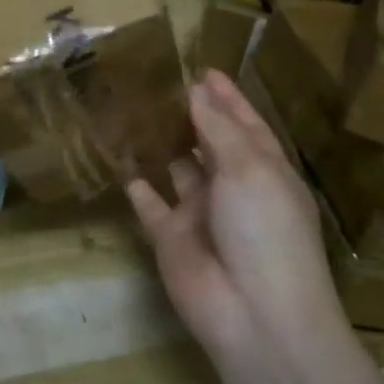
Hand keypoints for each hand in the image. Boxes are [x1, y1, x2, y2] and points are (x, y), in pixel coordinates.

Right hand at [126, 70, 335, 364]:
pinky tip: (118, 159)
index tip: (202, 69)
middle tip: (155, 81)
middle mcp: (233, 188)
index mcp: (264, 170)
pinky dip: (137, 184)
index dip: (226, 97)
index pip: (244, 124)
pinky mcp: (170, 236)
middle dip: (188, 114)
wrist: (254, 314)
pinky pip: (149, 203)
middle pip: (209, 142)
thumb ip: (219, 127)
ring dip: (160, 144)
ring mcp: (200, 213)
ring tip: (132, 108)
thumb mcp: (249, 168)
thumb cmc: (265, 230)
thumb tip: (198, 90)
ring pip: (177, 169)